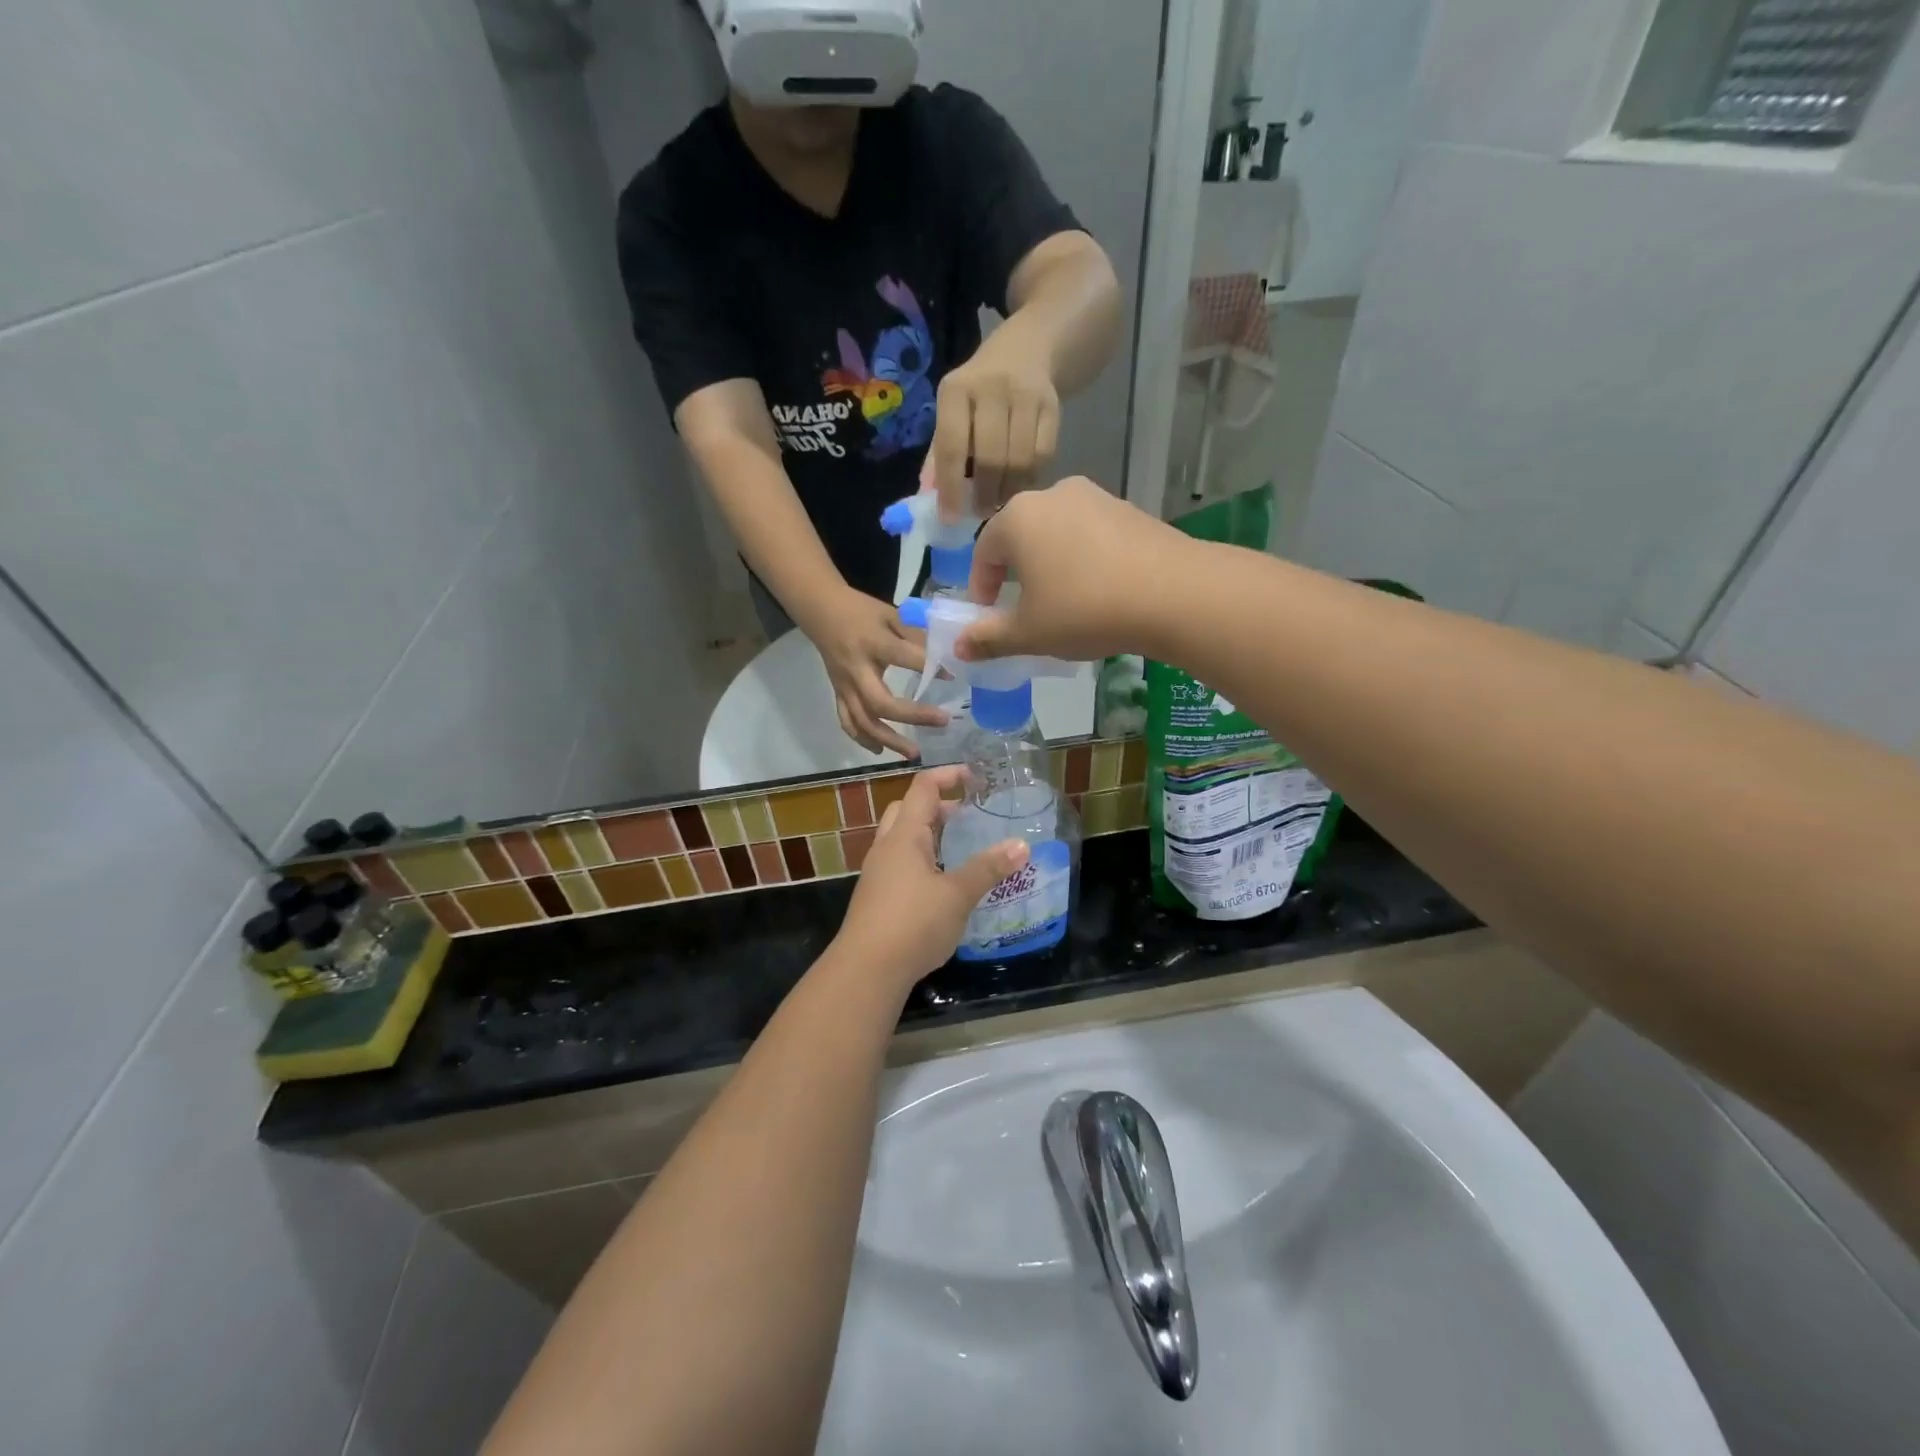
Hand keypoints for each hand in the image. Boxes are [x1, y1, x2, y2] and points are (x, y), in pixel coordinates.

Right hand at [806, 588, 948, 757]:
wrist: (820, 610)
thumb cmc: (861, 611)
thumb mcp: (890, 614)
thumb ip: (915, 634)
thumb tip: (944, 657)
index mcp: (873, 642)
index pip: (902, 657)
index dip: (928, 667)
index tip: (952, 676)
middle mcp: (856, 669)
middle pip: (880, 702)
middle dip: (912, 716)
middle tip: (943, 721)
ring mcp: (844, 685)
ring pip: (863, 720)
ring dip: (889, 740)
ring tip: (914, 753)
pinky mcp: (838, 693)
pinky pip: (847, 721)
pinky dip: (862, 738)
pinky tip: (881, 750)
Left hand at [832, 766, 1029, 984]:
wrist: (866, 969)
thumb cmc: (913, 923)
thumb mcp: (957, 895)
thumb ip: (988, 868)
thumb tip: (1021, 845)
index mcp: (905, 835)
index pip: (924, 788)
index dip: (948, 776)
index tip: (976, 778)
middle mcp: (887, 847)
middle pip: (908, 810)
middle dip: (938, 806)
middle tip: (968, 815)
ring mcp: (878, 873)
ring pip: (903, 838)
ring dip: (929, 835)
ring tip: (961, 848)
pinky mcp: (877, 897)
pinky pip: (901, 863)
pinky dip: (922, 860)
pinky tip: (943, 883)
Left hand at [930, 321, 1060, 517]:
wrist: (1029, 349)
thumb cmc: (979, 392)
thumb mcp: (952, 412)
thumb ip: (939, 455)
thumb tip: (928, 501)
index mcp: (956, 389)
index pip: (952, 446)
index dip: (951, 487)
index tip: (951, 519)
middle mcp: (991, 387)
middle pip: (990, 457)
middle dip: (984, 494)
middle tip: (981, 512)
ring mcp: (1026, 394)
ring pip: (1019, 461)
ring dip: (1009, 491)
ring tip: (1000, 503)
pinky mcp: (1053, 405)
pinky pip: (1043, 455)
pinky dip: (1031, 478)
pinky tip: (1021, 484)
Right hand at [958, 476, 1191, 662]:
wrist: (1174, 593)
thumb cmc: (1085, 610)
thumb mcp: (1030, 633)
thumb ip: (989, 638)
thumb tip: (959, 646)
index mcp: (1018, 518)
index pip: (983, 551)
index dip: (980, 587)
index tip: (988, 616)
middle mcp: (1052, 495)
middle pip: (1020, 537)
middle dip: (1015, 574)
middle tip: (1024, 610)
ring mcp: (1095, 497)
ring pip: (1057, 534)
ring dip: (1050, 565)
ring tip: (1063, 602)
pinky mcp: (1129, 508)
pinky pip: (1091, 535)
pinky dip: (1083, 559)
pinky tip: (1099, 590)